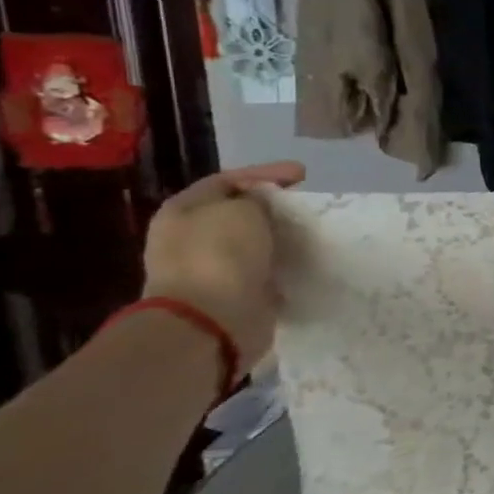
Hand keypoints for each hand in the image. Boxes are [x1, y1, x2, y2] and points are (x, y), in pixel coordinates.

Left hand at [141, 162, 305, 369]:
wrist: (210, 320)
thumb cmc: (220, 255)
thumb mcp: (243, 210)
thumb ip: (257, 199)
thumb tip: (262, 207)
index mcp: (183, 211)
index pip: (227, 180)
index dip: (266, 173)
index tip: (304, 174)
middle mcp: (189, 236)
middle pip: (238, 211)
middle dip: (272, 205)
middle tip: (306, 202)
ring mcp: (207, 267)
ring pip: (251, 240)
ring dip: (278, 235)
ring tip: (310, 230)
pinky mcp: (230, 292)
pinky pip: (261, 267)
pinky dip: (281, 260)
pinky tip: (302, 257)